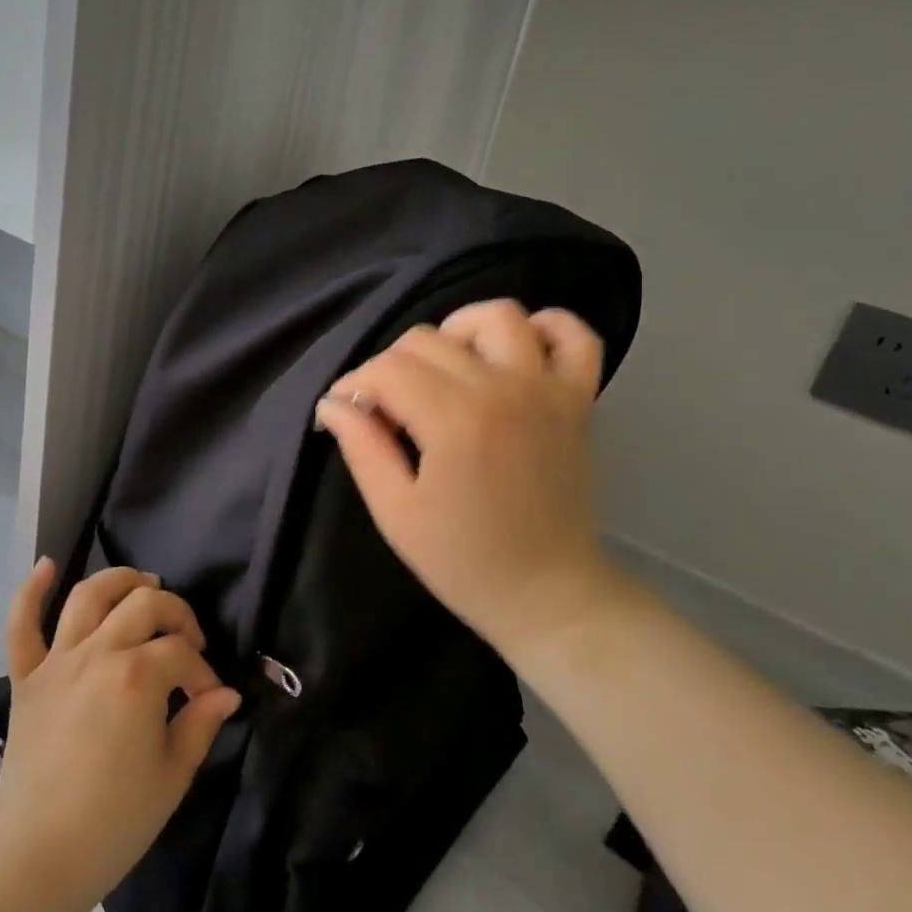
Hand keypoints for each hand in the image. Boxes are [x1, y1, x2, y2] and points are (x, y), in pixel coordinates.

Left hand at [0, 562, 240, 908]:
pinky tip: (47, 565)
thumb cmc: (114, 823)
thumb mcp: (173, 776)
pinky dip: (30, 592)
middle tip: (186, 640)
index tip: (208, 698)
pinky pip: (21, 626)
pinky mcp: (26, 678)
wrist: (36, 861)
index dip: (202, 672)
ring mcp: (57, 662)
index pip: (182, 653)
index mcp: (137, 677)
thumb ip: (202, 724)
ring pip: (89, 596)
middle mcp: (98, 654)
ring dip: (119, 580)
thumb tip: (228, 693)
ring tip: (142, 583)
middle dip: (175, 614)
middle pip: (144, 604)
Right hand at [313, 299, 622, 661]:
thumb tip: (333, 403)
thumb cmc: (465, 561)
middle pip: (429, 339)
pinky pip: (575, 336)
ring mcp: (547, 390)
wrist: (548, 595)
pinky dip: (546, 328)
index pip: (388, 369)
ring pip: (498, 316)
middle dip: (392, 365)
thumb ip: (362, 448)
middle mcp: (502, 389)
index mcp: (454, 421)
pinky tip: (515, 352)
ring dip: (459, 331)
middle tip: (387, 408)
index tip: (345, 411)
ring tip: (445, 370)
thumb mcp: (396, 513)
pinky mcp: (578, 400)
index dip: (355, 383)